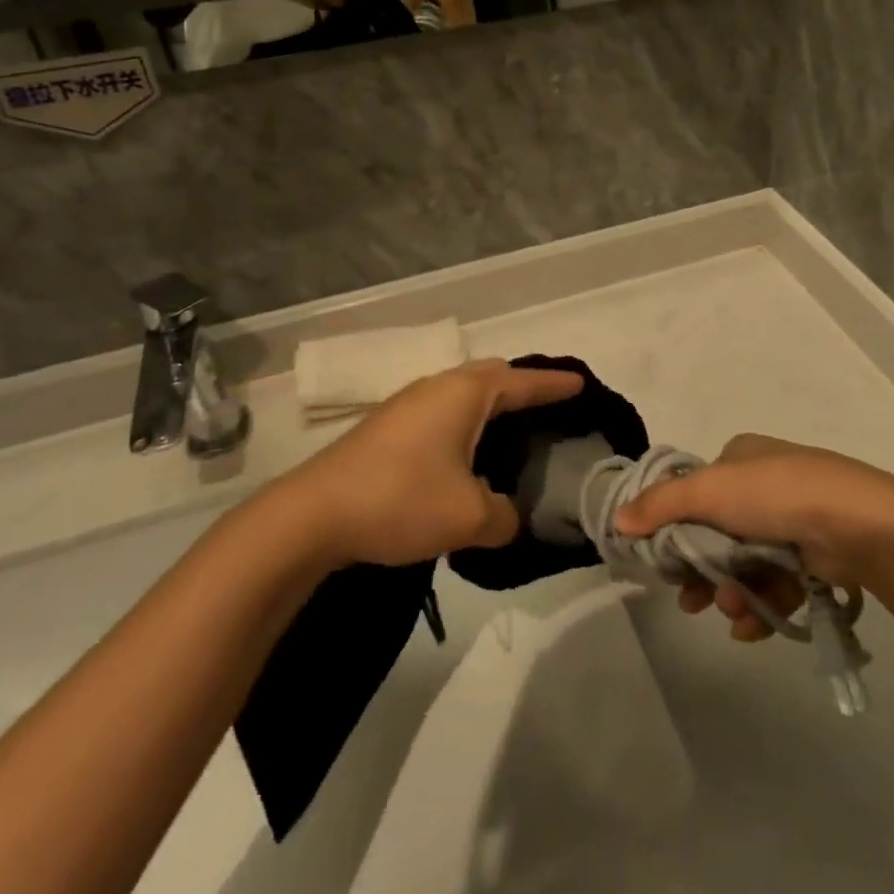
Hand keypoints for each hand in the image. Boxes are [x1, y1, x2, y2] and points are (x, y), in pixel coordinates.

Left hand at [292, 360, 583, 567]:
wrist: (312, 515)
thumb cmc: (400, 499)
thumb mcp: (469, 517)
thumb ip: (505, 516)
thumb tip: (509, 515)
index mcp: (466, 393)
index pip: (523, 381)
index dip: (555, 384)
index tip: (581, 383)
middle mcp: (439, 387)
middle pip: (492, 376)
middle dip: (523, 387)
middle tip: (548, 407)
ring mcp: (408, 404)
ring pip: (463, 393)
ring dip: (491, 406)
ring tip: (512, 432)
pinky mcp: (387, 426)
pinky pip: (443, 411)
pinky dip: (466, 422)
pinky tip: (466, 454)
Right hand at [613, 433, 893, 642]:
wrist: (855, 523)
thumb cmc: (774, 494)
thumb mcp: (707, 490)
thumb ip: (660, 505)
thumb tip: (618, 521)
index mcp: (740, 457)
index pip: (696, 492)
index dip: (675, 527)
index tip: (663, 560)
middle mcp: (765, 484)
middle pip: (718, 533)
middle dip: (703, 570)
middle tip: (690, 600)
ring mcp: (792, 520)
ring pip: (746, 563)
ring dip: (731, 592)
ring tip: (730, 612)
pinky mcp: (814, 556)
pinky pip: (776, 583)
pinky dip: (760, 605)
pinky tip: (749, 626)